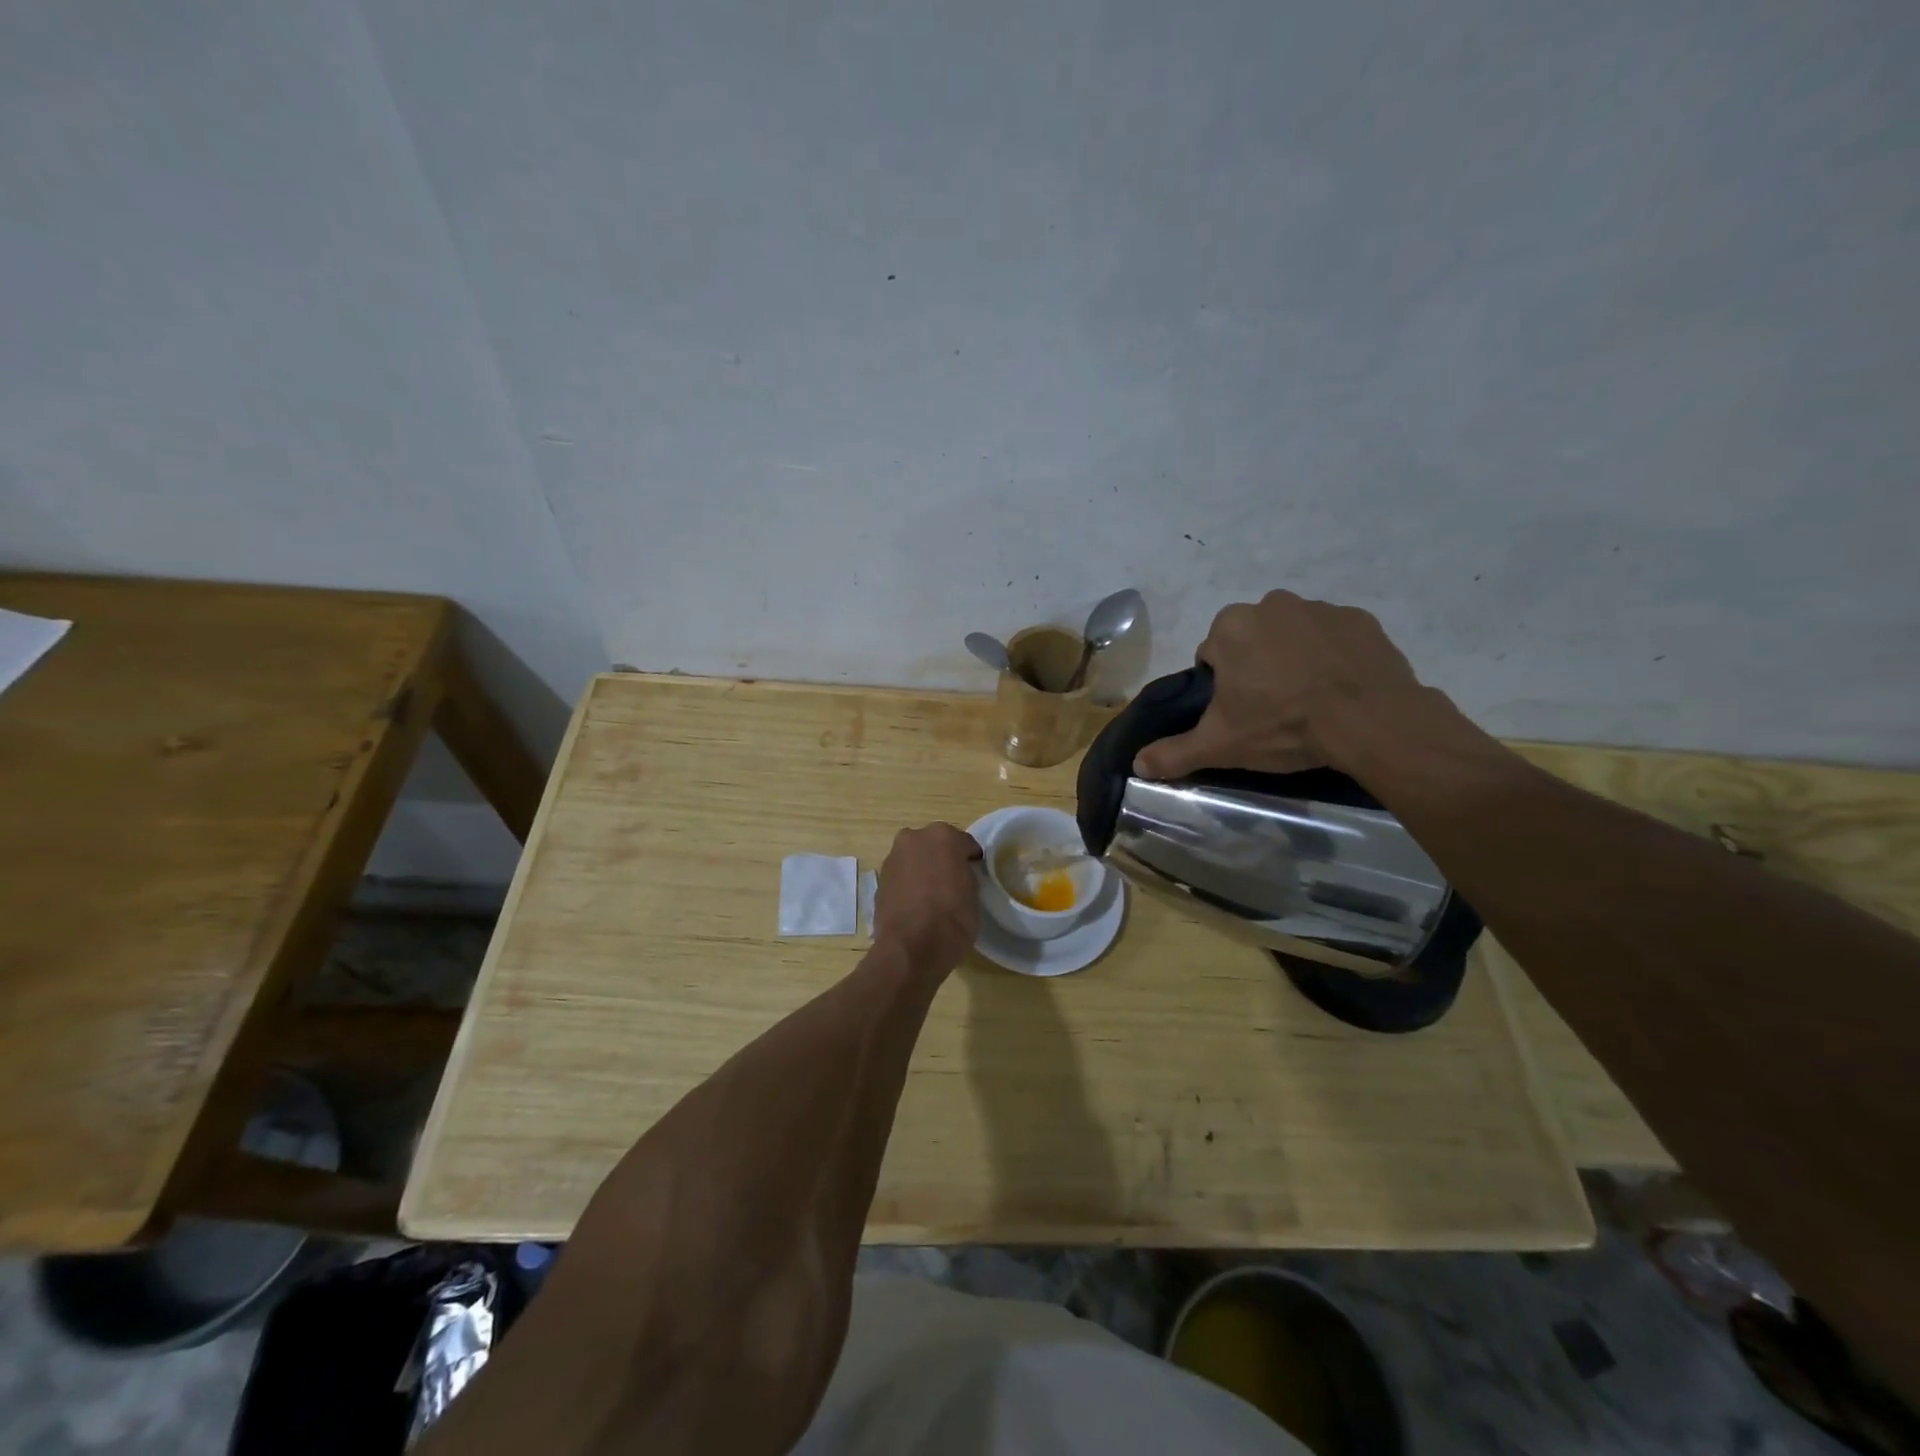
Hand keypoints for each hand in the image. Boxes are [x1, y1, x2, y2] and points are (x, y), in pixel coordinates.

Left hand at [873, 823, 982, 971]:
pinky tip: (916, 905)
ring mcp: (893, 858)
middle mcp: (913, 838)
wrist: (911, 948)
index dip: (970, 859)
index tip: (975, 872)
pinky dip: (908, 884)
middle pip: (934, 845)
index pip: (964, 843)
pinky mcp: (879, 880)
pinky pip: (901, 877)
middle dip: (942, 858)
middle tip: (952, 881)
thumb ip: (965, 874)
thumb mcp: (974, 893)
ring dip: (922, 870)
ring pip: (914, 859)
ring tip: (932, 896)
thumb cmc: (953, 917)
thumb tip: (958, 875)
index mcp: (942, 835)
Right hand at [1133, 591, 1427, 779]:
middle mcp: (1271, 605)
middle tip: (1273, 709)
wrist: (1371, 721)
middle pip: (1252, 640)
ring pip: (1292, 636)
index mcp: (1230, 628)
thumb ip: (1174, 753)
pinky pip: (1334, 637)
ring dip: (1294, 659)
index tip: (1241, 713)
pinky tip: (1341, 689)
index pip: (1212, 656)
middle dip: (1257, 667)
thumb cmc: (1284, 726)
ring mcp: (1320, 608)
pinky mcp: (1360, 620)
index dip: (1223, 687)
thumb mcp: (1221, 745)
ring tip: (1310, 701)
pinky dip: (1333, 657)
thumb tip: (1136, 764)